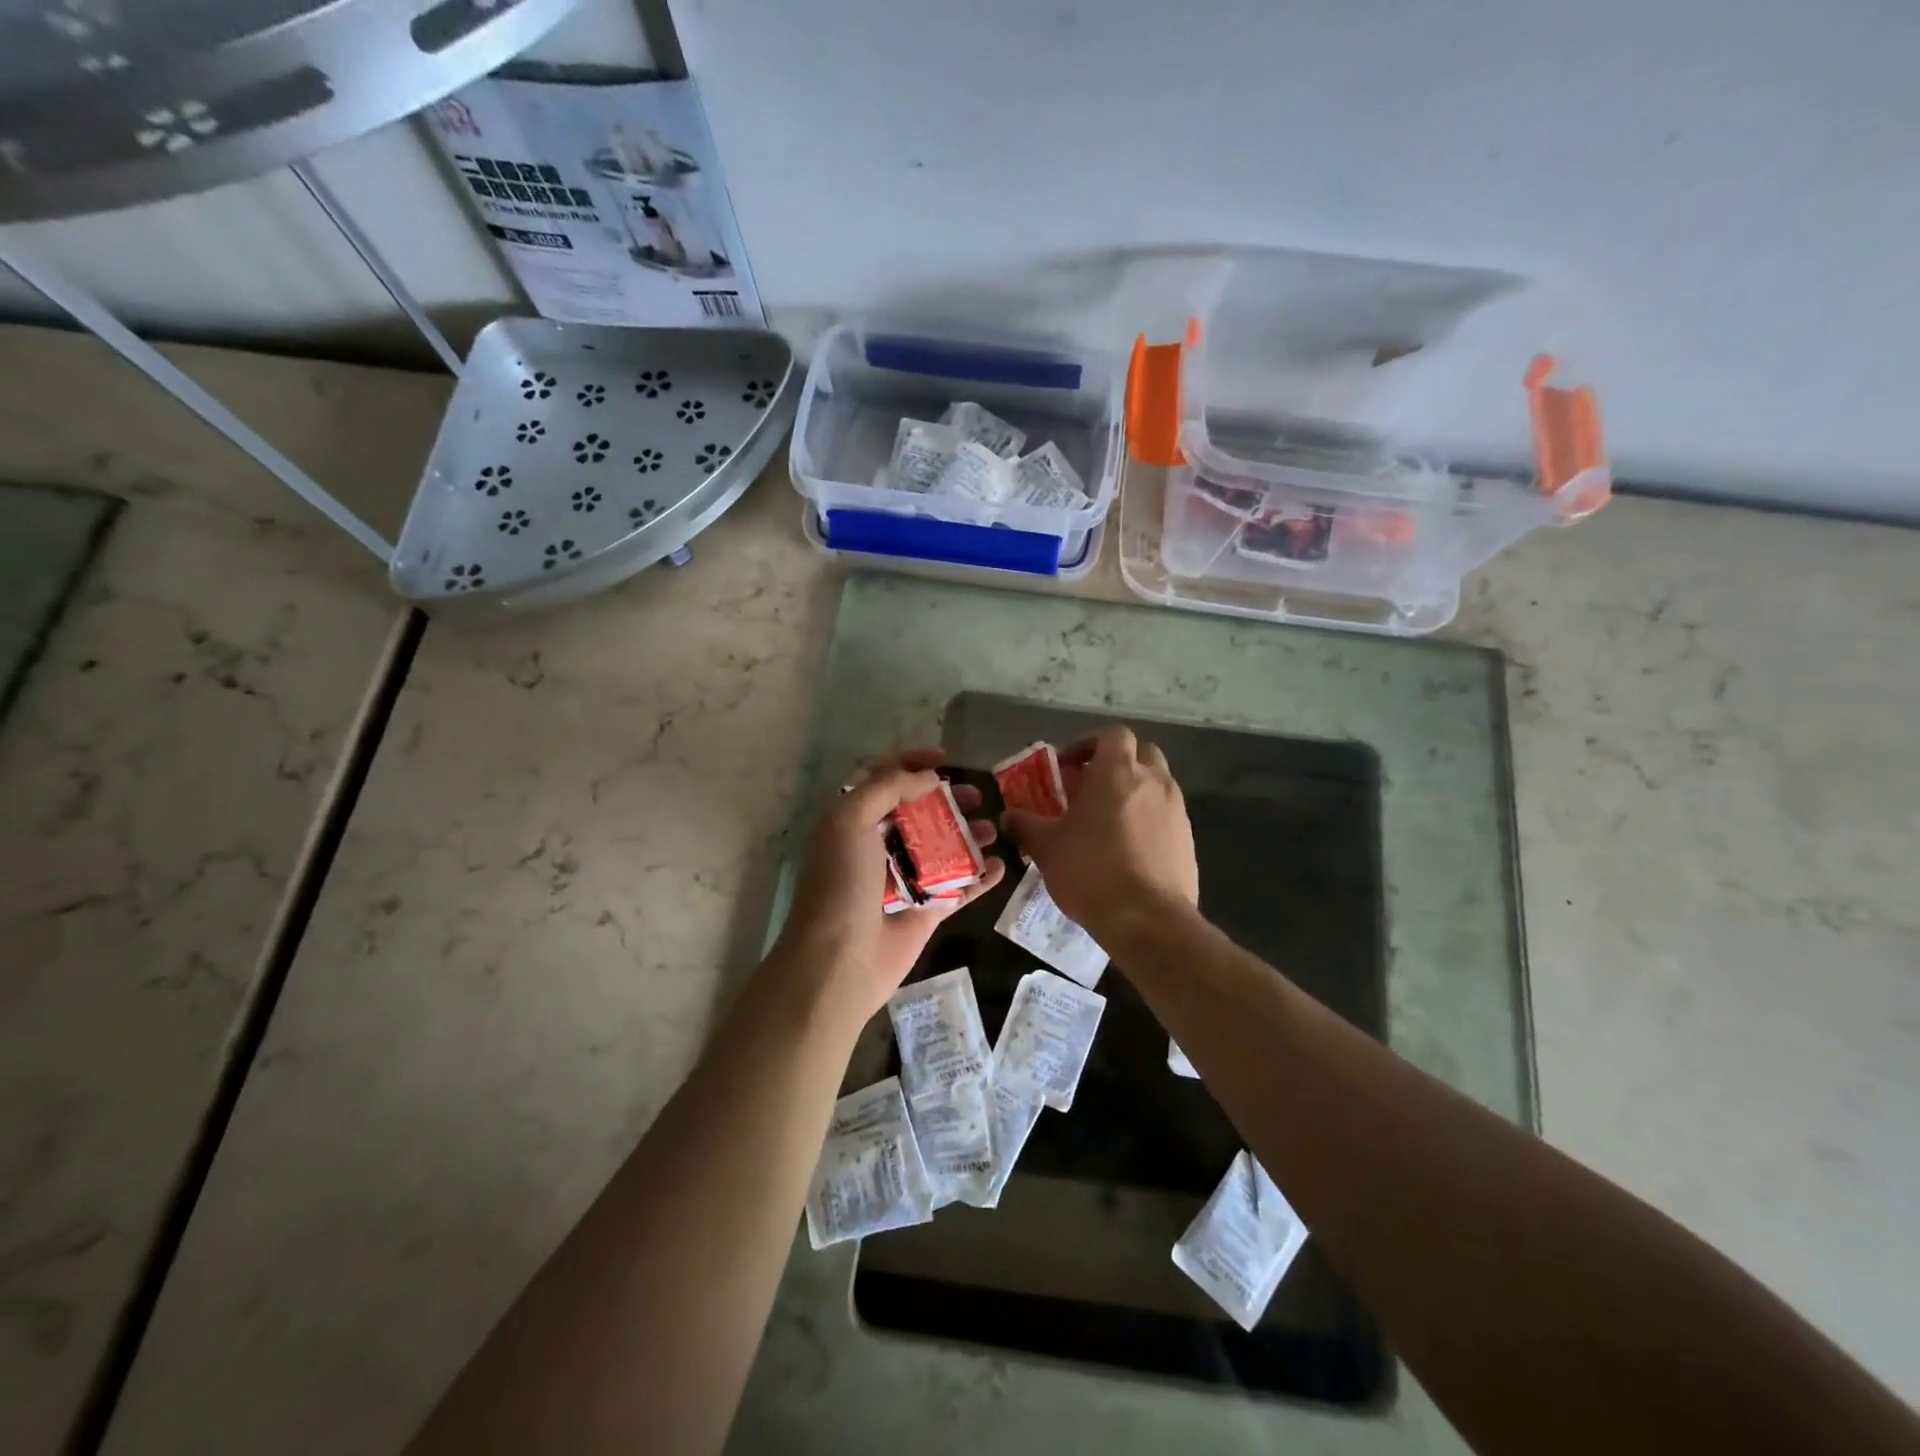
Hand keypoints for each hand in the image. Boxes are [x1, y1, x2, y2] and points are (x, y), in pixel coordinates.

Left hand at [775, 747, 1003, 1022]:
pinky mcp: (925, 910)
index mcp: (851, 821)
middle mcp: (876, 846)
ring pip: (941, 847)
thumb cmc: (840, 884)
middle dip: (947, 798)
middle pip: (917, 811)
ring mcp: (903, 879)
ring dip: (968, 834)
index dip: (908, 762)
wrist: (839, 961)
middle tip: (976, 795)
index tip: (943, 758)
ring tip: (993, 828)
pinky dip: (980, 876)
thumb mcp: (850, 821)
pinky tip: (1001, 865)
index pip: (880, 778)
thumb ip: (888, 788)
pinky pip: (958, 887)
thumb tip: (928, 778)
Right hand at [1001, 725, 1197, 934]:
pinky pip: (1167, 814)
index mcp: (1117, 772)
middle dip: (1117, 763)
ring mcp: (1176, 809)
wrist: (1148, 919)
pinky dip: (1149, 818)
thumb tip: (1008, 817)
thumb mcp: (1046, 847)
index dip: (1089, 745)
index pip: (1112, 735)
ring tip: (1108, 820)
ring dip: (1135, 791)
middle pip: (1141, 752)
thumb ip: (1025, 825)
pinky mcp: (1188, 838)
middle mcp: (1153, 781)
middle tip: (1091, 788)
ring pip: (1157, 783)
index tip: (1069, 768)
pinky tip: (1129, 848)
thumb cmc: (1090, 871)